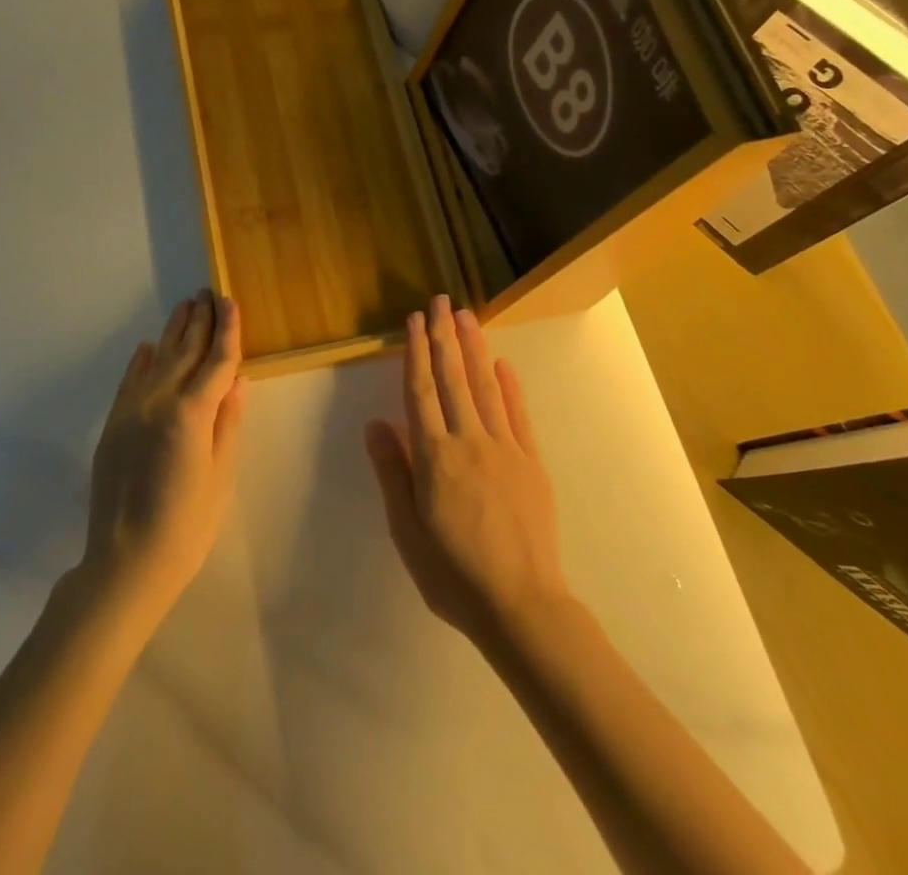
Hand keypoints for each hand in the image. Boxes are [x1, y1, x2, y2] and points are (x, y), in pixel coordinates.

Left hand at [80, 290, 246, 626]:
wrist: (125, 563)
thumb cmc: (187, 526)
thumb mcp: (220, 476)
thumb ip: (228, 422)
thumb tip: (238, 379)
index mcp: (191, 413)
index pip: (216, 360)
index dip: (226, 330)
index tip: (230, 302)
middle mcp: (159, 400)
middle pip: (185, 351)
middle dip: (200, 321)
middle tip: (209, 293)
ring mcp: (131, 410)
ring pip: (157, 359)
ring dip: (173, 332)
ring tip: (186, 307)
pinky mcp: (113, 424)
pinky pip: (129, 381)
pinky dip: (141, 360)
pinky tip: (148, 346)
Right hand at [365, 296, 569, 648]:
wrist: (521, 606)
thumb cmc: (453, 573)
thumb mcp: (407, 531)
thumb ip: (393, 473)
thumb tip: (376, 423)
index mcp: (435, 457)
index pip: (420, 392)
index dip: (415, 353)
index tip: (414, 320)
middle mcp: (469, 441)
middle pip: (453, 379)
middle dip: (445, 337)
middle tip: (441, 301)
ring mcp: (504, 449)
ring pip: (486, 387)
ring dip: (475, 349)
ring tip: (467, 317)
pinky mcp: (531, 462)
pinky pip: (518, 415)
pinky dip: (510, 386)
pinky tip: (503, 364)